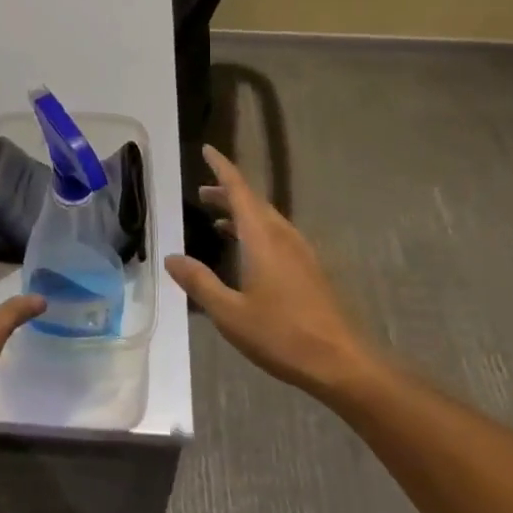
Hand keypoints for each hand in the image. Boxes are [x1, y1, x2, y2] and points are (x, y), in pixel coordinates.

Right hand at [165, 146, 372, 395]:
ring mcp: (299, 252)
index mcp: (262, 237)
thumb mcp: (230, 313)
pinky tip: (247, 253)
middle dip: (227, 192)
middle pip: (252, 201)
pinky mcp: (308, 269)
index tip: (207, 149)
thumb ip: (200, 282)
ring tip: (218, 220)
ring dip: (241, 213)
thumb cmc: (282, 335)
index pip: (238, 189)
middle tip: (202, 192)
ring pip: (266, 218)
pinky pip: (276, 235)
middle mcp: (282, 235)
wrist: (341, 362)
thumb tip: (171, 258)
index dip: (221, 168)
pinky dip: (255, 230)